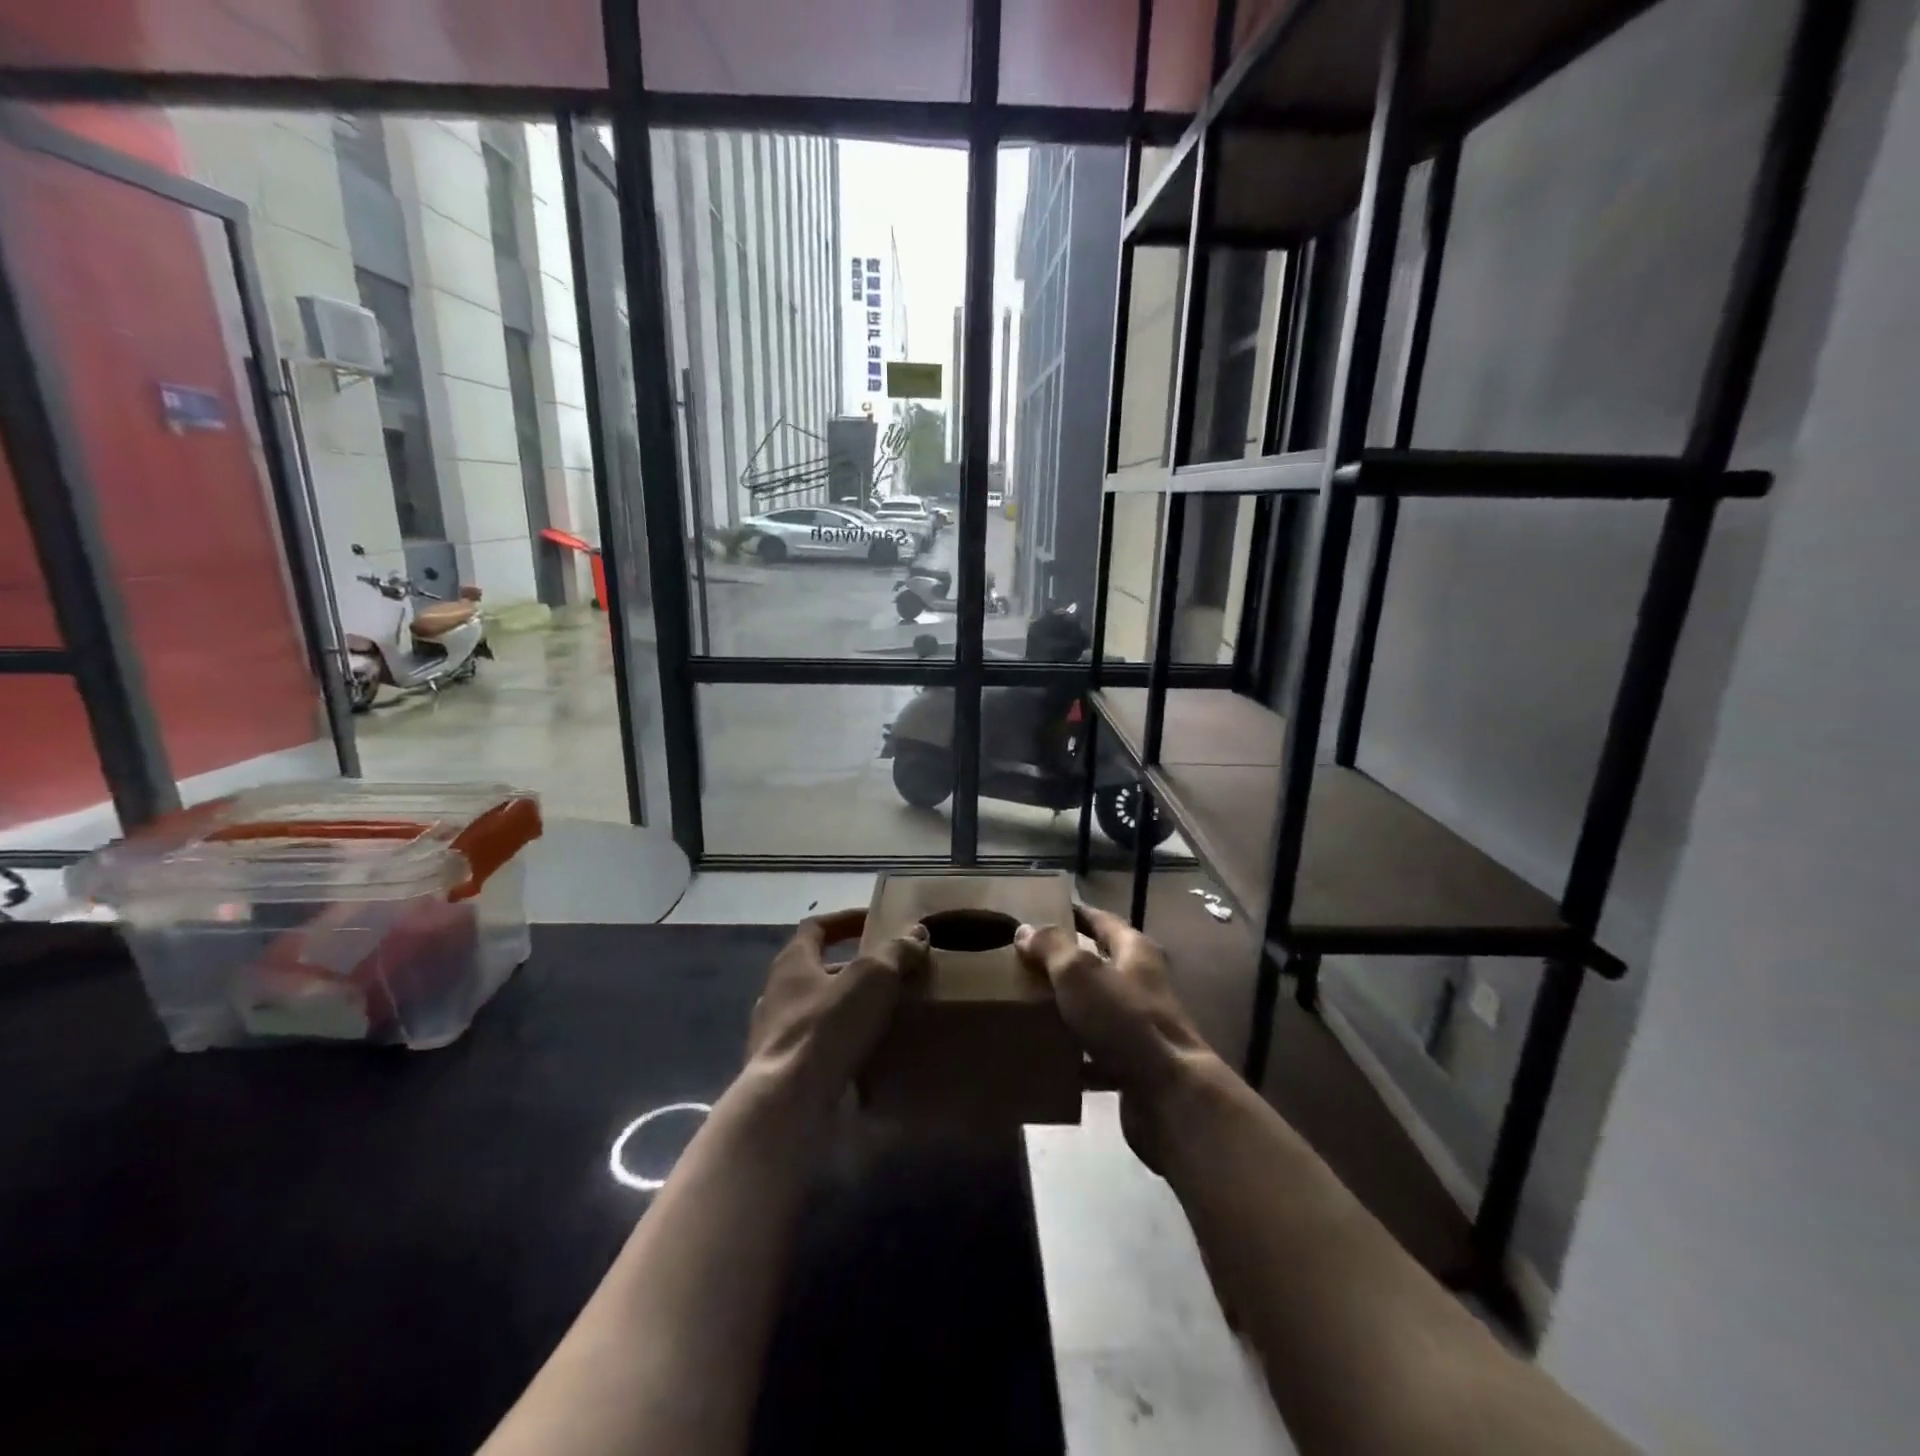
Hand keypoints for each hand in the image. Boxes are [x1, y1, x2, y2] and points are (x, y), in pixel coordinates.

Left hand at [747, 909, 928, 1107]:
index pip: (816, 927)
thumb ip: (895, 951)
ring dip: (850, 1011)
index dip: (846, 920)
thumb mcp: (872, 978)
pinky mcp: (785, 1075)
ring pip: (820, 1013)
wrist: (789, 1107)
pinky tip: (872, 1056)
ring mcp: (776, 1038)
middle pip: (819, 971)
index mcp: (792, 964)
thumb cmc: (827, 1027)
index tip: (875, 920)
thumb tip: (916, 932)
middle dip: (854, 970)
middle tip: (892, 974)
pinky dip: (844, 1047)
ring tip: (888, 1016)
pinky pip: (820, 1050)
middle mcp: (777, 995)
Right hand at [1015, 904, 1215, 1166]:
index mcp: (1135, 953)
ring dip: (1070, 1009)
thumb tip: (1026, 929)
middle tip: (1027, 962)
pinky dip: (1075, 1055)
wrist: (1170, 1097)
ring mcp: (1141, 1027)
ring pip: (1098, 1009)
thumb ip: (1052, 947)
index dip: (1076, 913)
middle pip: (1101, 964)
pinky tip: (1049, 1059)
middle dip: (1067, 963)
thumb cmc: (1125, 1021)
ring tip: (1029, 1007)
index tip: (1046, 910)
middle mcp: (1142, 985)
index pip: (1102, 920)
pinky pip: (1098, 1054)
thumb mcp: (1079, 973)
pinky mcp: (1136, 1066)